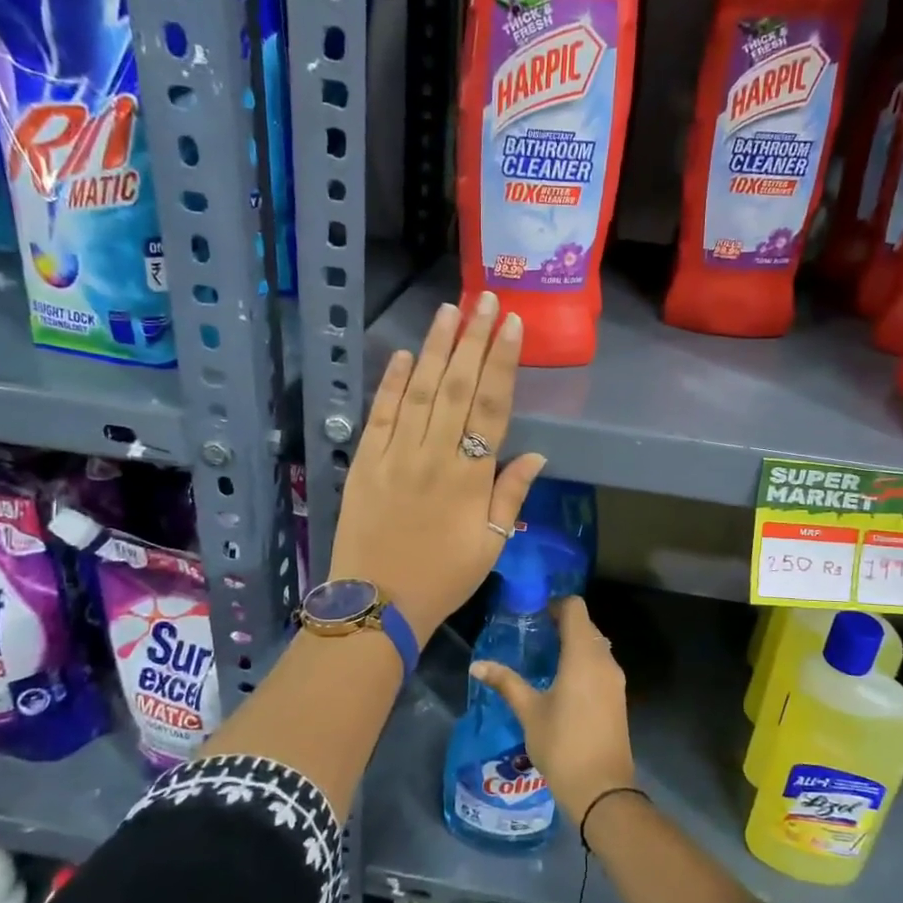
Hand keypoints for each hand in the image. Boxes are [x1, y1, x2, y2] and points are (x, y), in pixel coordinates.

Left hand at [328, 293, 546, 642]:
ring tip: (450, 310)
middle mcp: (434, 455)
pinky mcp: (366, 462)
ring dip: (437, 349)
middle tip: (485, 298)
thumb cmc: (443, 578)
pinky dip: (394, 383)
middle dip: (474, 339)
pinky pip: (381, 415)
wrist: (376, 604)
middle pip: (458, 387)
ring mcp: (396, 455)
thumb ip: (511, 495)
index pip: (492, 407)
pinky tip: (407, 355)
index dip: (503, 362)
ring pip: (421, 391)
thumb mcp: (491, 544)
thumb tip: (537, 455)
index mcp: (470, 477)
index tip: (511, 325)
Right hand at [469, 596, 634, 824]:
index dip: (556, 605)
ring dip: (574, 643)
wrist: (602, 789)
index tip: (534, 615)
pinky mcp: (618, 697)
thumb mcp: (529, 712)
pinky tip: (562, 681)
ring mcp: (615, 680)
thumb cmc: (562, 744)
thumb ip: (506, 682)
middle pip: (587, 625)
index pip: (576, 608)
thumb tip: (477, 665)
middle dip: (563, 623)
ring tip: (545, 656)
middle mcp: (604, 660)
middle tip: (534, 634)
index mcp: (583, 656)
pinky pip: (601, 665)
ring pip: (596, 645)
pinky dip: (584, 662)